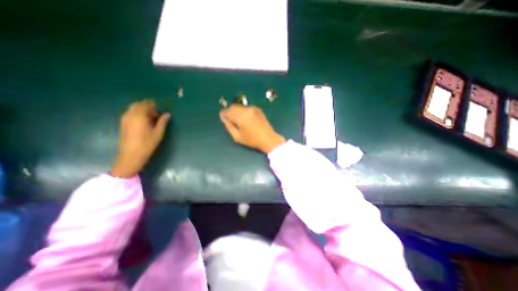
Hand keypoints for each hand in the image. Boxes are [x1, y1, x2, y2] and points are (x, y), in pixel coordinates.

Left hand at [112, 100, 170, 176]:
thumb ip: (163, 122)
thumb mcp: (158, 133)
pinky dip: (137, 113)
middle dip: (147, 106)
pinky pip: (129, 113)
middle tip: (156, 113)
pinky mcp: (122, 123)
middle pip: (138, 105)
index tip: (161, 112)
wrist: (131, 155)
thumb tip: (167, 114)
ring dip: (142, 109)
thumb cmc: (147, 144)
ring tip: (151, 117)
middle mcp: (130, 115)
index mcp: (139, 116)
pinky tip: (143, 121)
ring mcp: (124, 119)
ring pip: (133, 108)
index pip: (146, 105)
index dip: (154, 107)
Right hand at [217, 104, 284, 154]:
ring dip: (237, 111)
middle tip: (231, 120)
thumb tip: (224, 118)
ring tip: (239, 120)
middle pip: (233, 107)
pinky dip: (244, 111)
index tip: (223, 118)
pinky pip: (246, 107)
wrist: (268, 138)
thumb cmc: (252, 140)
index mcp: (240, 117)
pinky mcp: (257, 109)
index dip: (224, 114)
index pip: (227, 111)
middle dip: (230, 112)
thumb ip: (229, 126)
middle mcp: (246, 110)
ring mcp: (252, 108)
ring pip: (240, 106)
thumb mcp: (237, 137)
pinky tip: (247, 118)